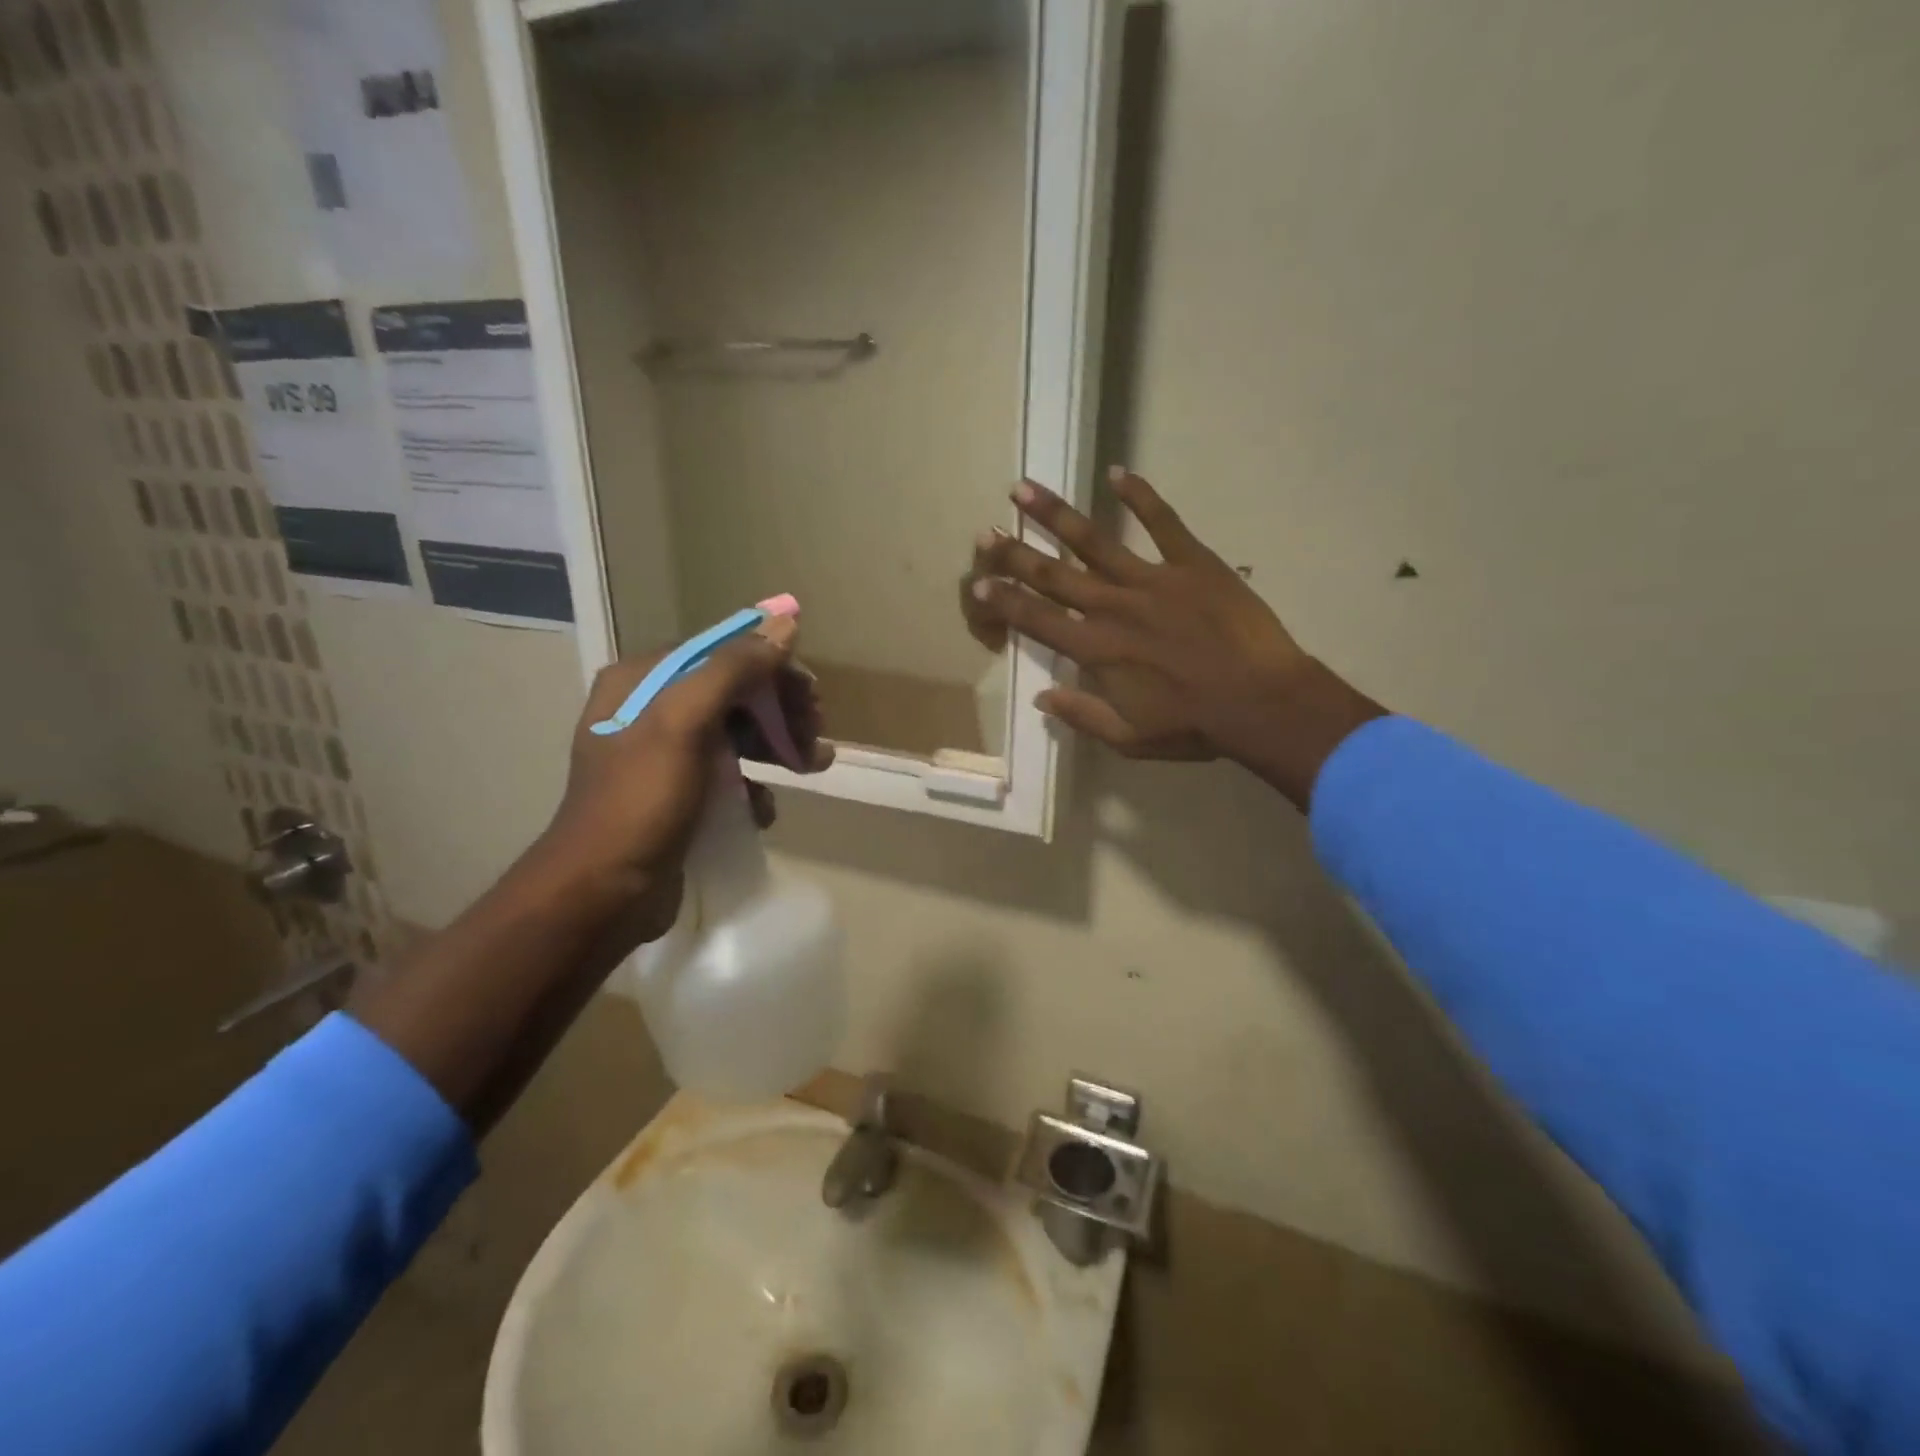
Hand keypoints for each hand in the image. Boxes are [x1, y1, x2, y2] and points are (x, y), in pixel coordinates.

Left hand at [527, 617, 833, 943]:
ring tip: (813, 766)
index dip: (772, 669)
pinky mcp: (677, 796)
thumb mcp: (685, 724)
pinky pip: (727, 776)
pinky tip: (764, 809)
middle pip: (734, 694)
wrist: (602, 894)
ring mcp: (664, 756)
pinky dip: (753, 787)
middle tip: (816, 737)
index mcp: (643, 681)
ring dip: (777, 747)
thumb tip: (786, 622)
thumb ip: (733, 669)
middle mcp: (650, 710)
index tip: (811, 696)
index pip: (722, 654)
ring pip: (736, 735)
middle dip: (780, 712)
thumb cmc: (641, 802)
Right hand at [962, 468, 1383, 808]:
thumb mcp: (1130, 738)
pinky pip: (1162, 522)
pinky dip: (1140, 496)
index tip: (976, 584)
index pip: (1036, 620)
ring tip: (1023, 488)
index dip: (1003, 602)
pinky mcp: (1192, 563)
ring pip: (1094, 541)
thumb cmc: (1194, 725)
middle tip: (986, 533)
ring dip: (1055, 515)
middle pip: (1053, 575)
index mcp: (1096, 650)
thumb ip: (1082, 715)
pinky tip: (1116, 472)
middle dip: (1014, 554)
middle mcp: (1113, 607)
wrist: (1262, 702)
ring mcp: (1152, 579)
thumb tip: (1041, 697)